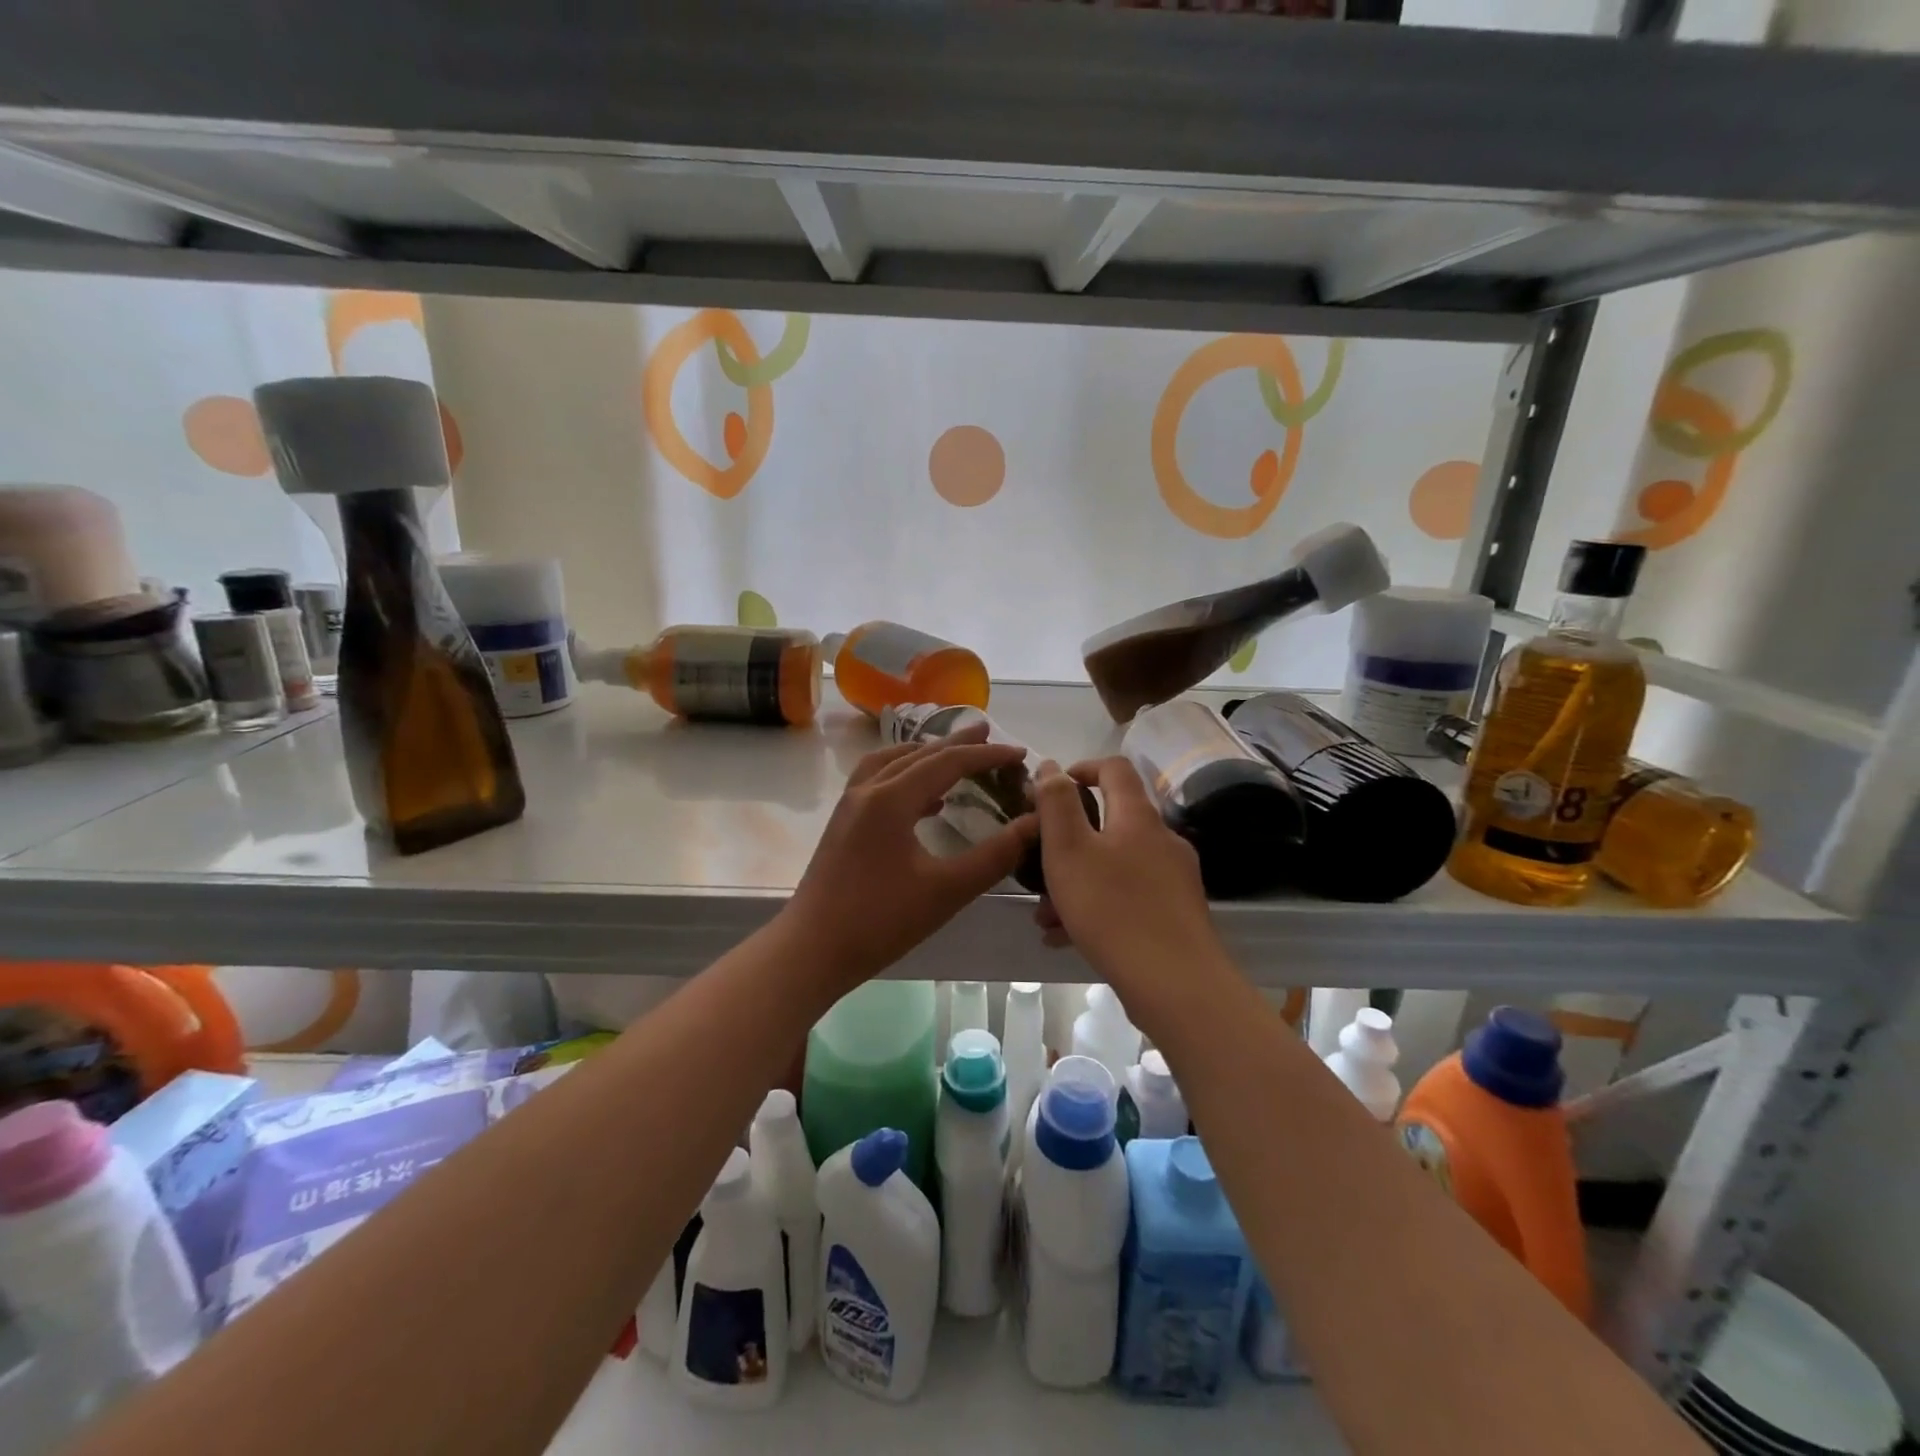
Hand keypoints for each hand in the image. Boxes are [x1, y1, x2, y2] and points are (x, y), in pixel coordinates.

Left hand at [784, 723, 1036, 990]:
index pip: (948, 762)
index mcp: (891, 798)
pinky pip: (877, 782)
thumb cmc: (880, 921)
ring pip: (891, 763)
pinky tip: (924, 801)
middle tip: (988, 732)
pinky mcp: (843, 824)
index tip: (1019, 753)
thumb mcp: (947, 890)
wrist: (811, 950)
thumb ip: (995, 856)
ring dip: (926, 756)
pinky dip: (905, 777)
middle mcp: (868, 791)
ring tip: (954, 758)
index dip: (986, 755)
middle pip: (918, 754)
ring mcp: (850, 806)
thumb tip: (1034, 824)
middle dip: (956, 744)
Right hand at [1031, 755, 1221, 992]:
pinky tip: (1067, 938)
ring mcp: (1175, 879)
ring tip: (1045, 916)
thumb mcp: (1068, 850)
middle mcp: (1163, 840)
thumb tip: (1050, 766)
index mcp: (1138, 817)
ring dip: (1078, 882)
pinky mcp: (1177, 914)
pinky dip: (1098, 908)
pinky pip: (1129, 898)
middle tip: (1038, 866)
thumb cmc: (1112, 909)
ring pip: (1116, 867)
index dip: (1082, 768)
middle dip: (1069, 842)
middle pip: (1111, 824)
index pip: (1115, 769)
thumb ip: (1056, 804)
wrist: (1176, 984)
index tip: (1052, 788)